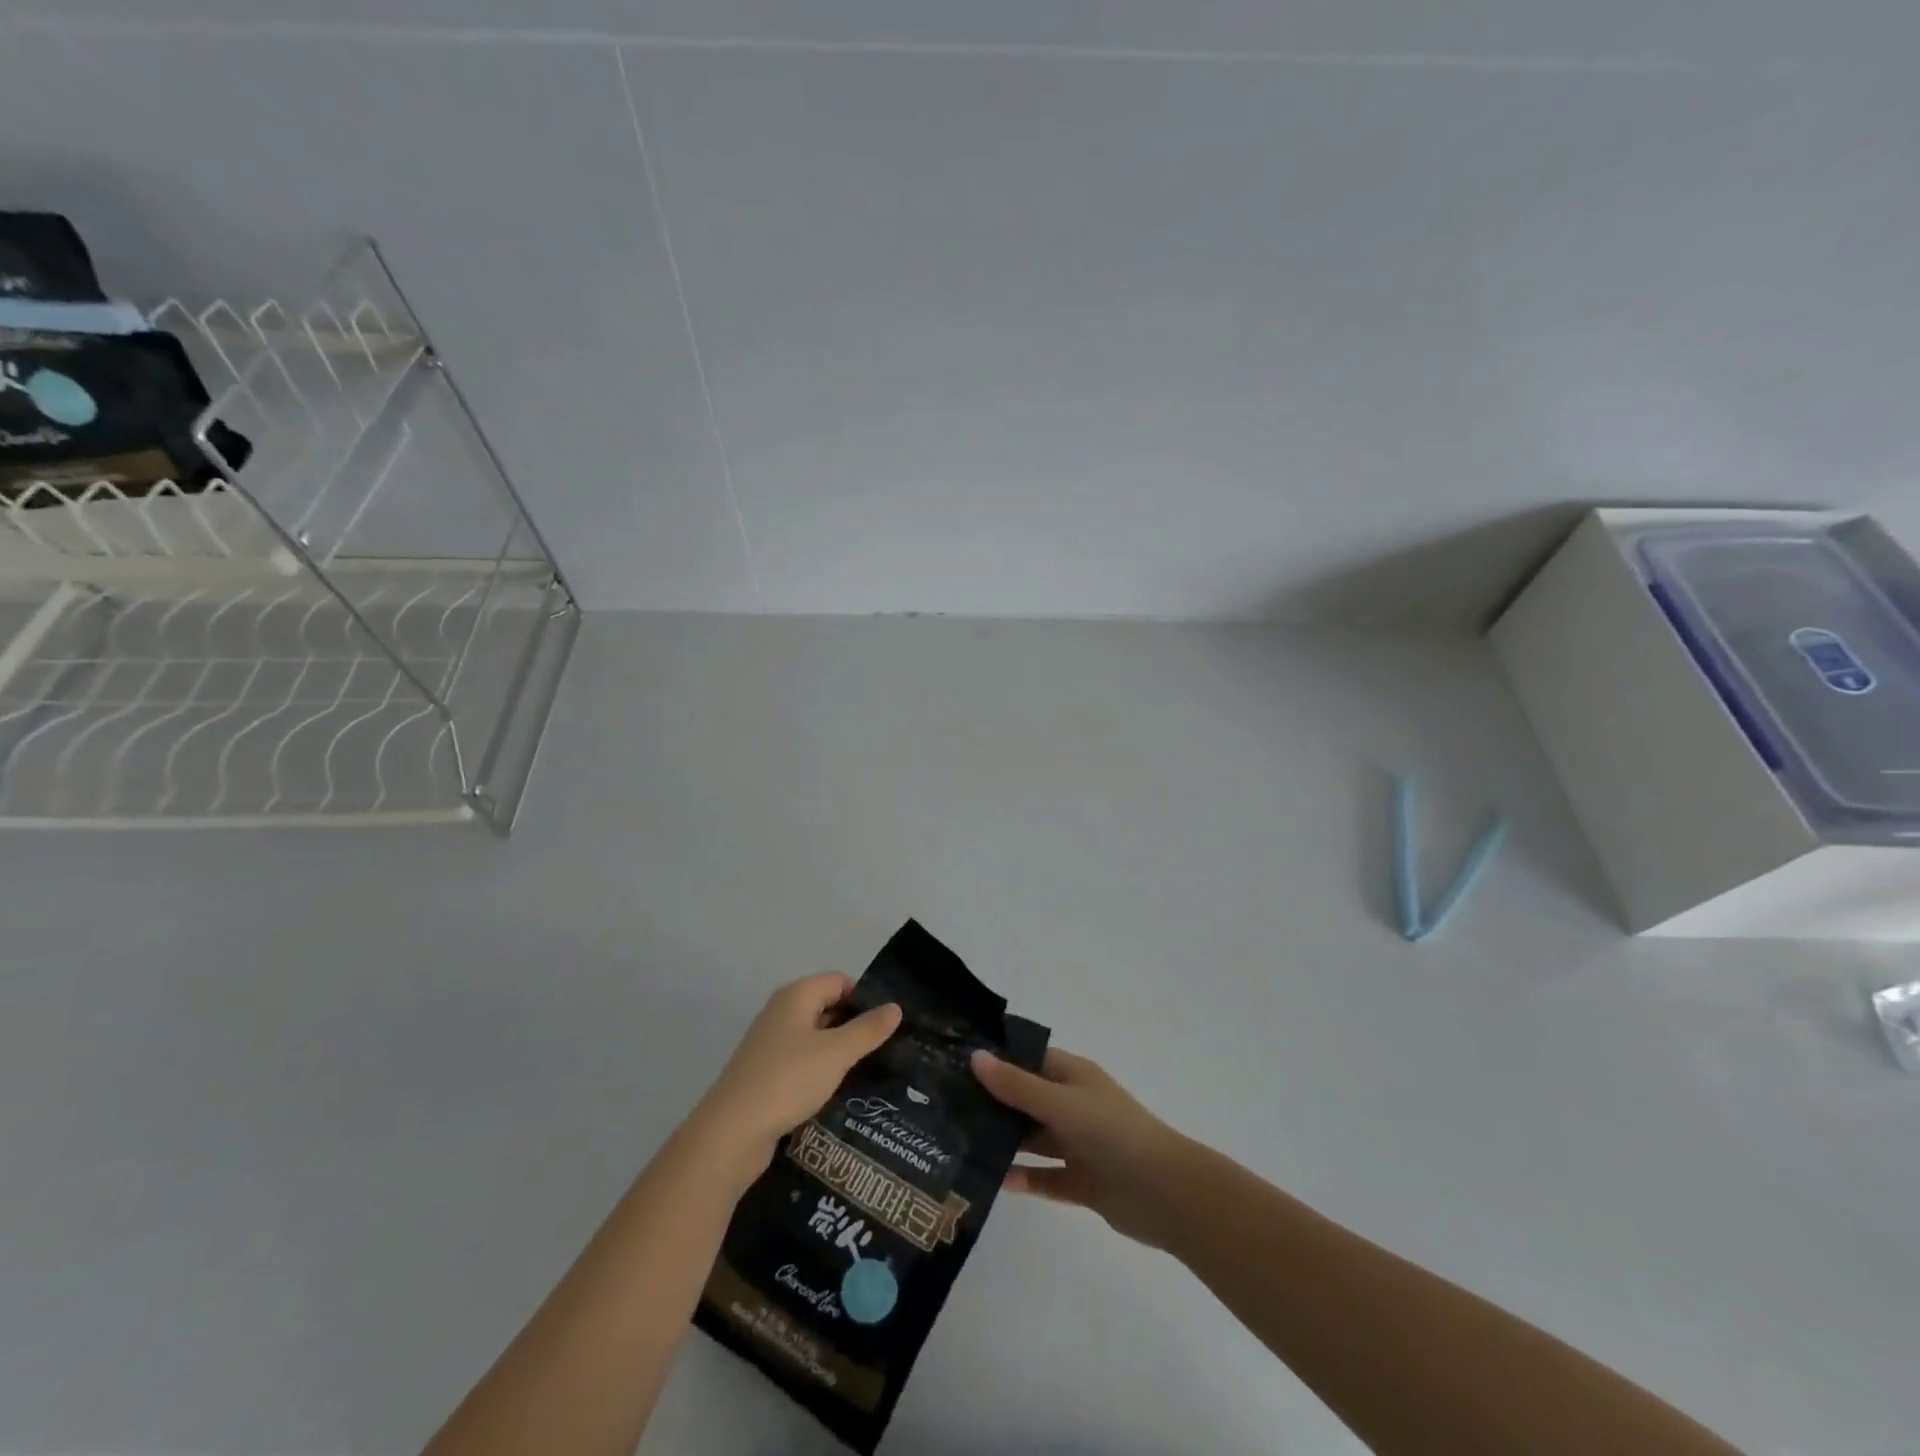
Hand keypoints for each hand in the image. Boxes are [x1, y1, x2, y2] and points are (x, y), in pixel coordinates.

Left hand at [693, 974, 901, 1178]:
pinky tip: (837, 1092)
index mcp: (796, 996)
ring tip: (869, 1072)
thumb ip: (867, 1030)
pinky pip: (801, 1062)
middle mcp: (781, 1012)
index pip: (840, 981)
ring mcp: (769, 1044)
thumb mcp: (836, 1053)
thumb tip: (895, 1007)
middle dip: (854, 1026)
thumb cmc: (788, 1079)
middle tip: (886, 1049)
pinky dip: (820, 1072)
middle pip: (827, 1007)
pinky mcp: (764, 1074)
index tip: (889, 1025)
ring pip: (815, 1038)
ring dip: (838, 1052)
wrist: (731, 1133)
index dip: (865, 998)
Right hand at [971, 1047, 1186, 1248]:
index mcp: (1072, 1076)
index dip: (996, 1059)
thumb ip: (1017, 1085)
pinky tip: (994, 1182)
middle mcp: (1073, 1105)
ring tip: (958, 1147)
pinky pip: (1046, 1178)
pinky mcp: (1082, 1182)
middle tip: (944, 1109)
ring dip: (1005, 1143)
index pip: (1028, 1059)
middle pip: (1026, 1100)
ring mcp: (1078, 1144)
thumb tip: (975, 1057)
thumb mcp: (1060, 1102)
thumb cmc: (1113, 1132)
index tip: (955, 1063)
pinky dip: (1024, 1179)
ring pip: (1033, 1140)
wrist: (1166, 1193)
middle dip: (993, 1104)